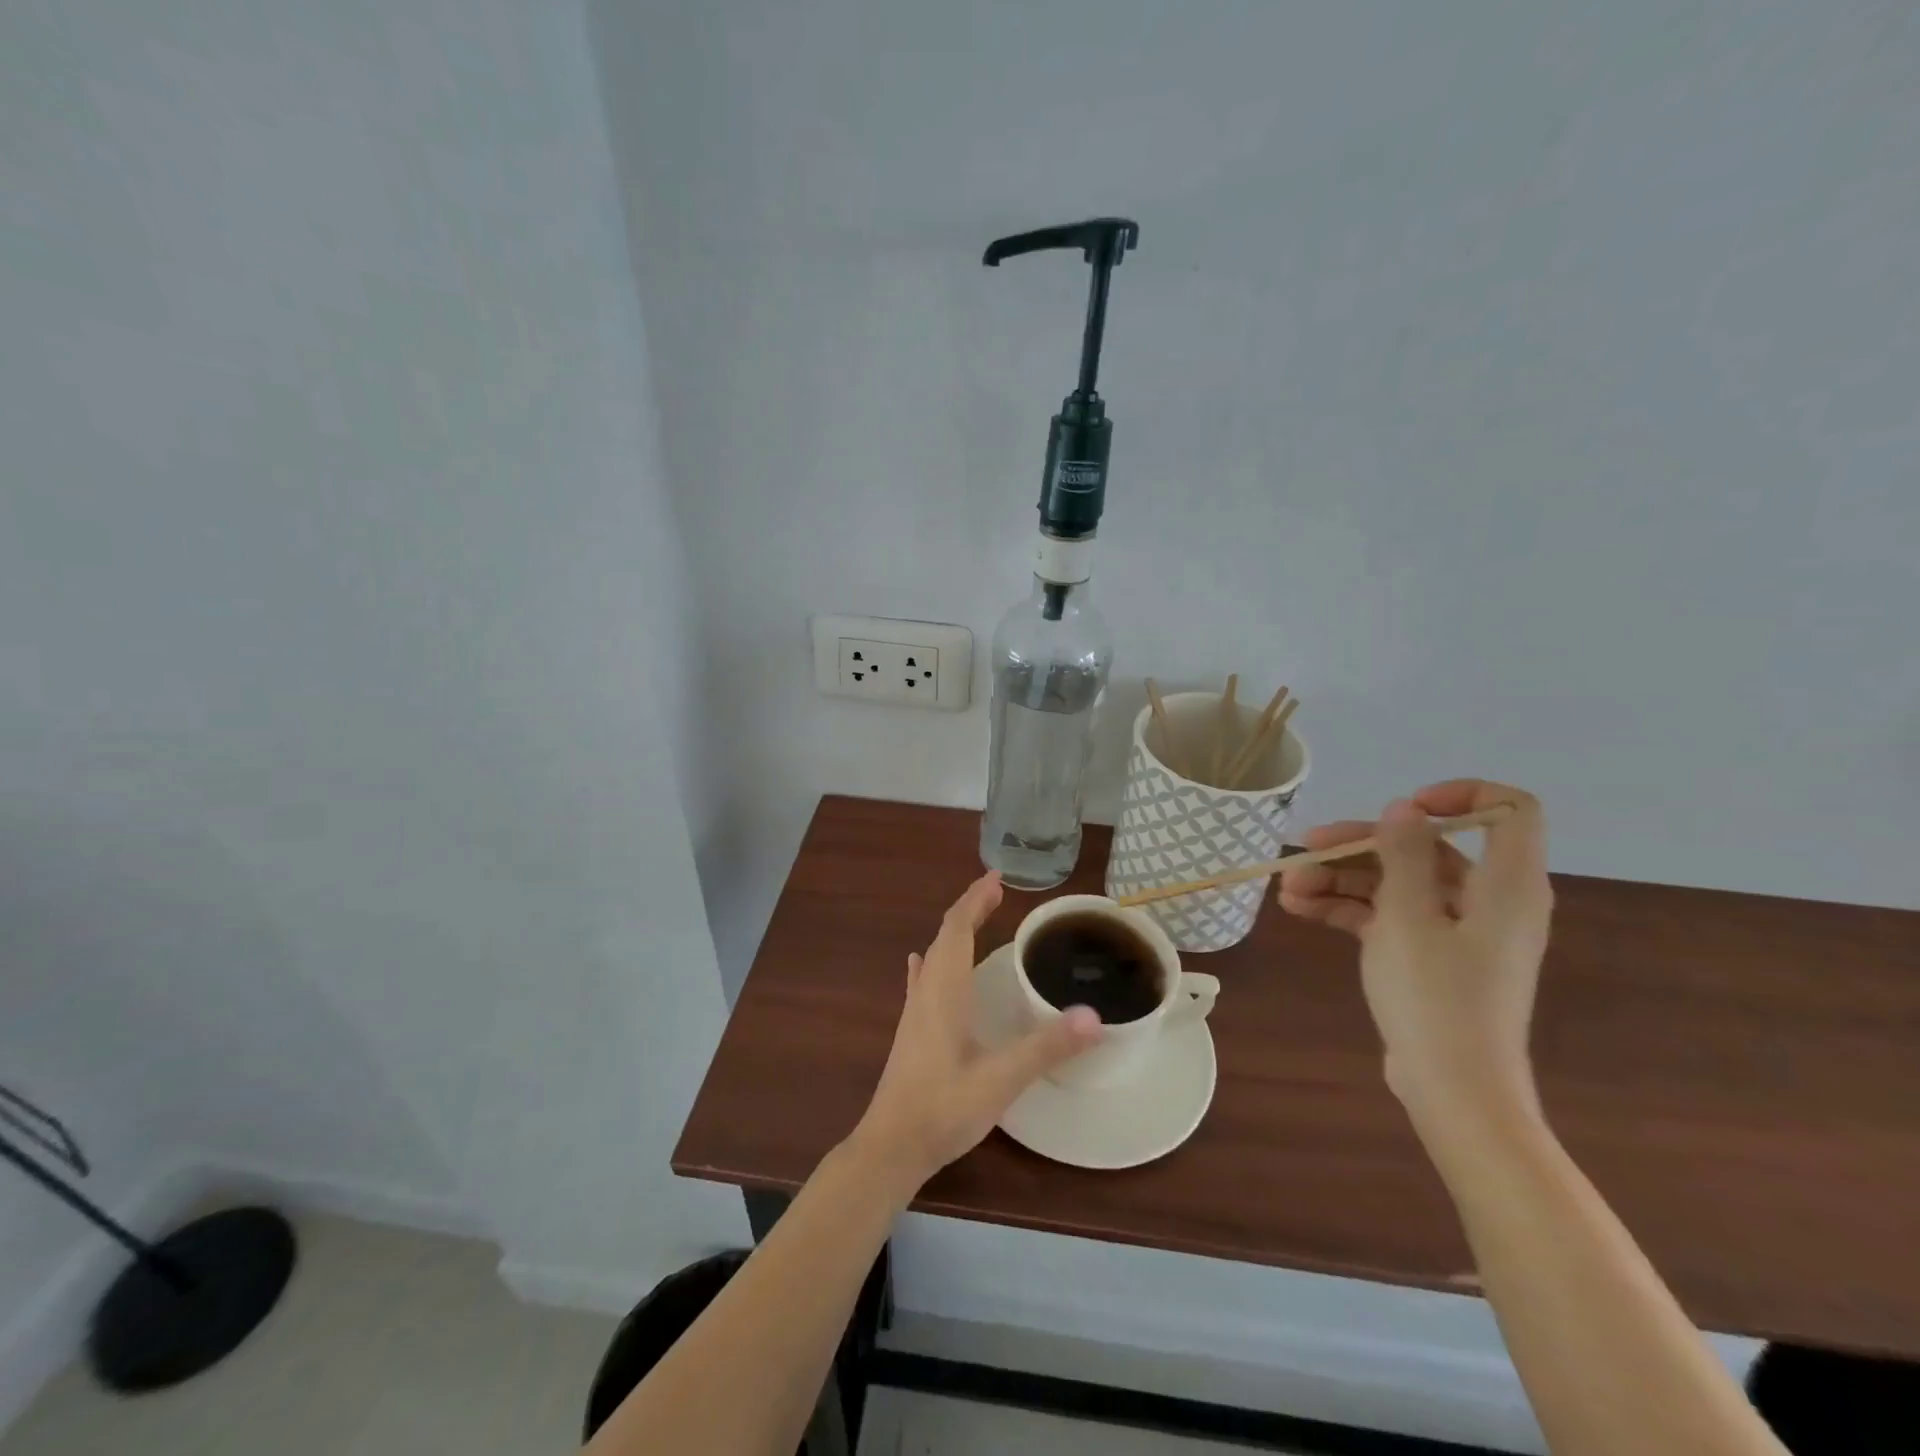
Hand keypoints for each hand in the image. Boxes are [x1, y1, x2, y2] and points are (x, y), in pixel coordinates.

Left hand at [849, 872, 1103, 1191]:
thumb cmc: (944, 1108)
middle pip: (945, 936)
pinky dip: (933, 961)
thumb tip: (1094, 1016)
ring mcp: (915, 1012)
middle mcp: (927, 992)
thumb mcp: (1001, 1079)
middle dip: (969, 909)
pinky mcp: (912, 1032)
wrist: (891, 1147)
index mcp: (945, 990)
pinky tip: (923, 964)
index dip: (975, 899)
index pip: (957, 928)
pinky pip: (923, 981)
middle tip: (996, 893)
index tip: (996, 877)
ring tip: (976, 919)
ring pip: (934, 957)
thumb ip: (1046, 1047)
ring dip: (955, 932)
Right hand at [1279, 780, 1551, 1123]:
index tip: (1403, 807)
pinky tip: (1300, 910)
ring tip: (1287, 889)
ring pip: (1398, 882)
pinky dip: (1349, 909)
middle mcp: (1487, 900)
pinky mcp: (1432, 958)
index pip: (1510, 811)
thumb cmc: (1436, 997)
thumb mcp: (1409, 917)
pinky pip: (1390, 916)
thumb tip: (1404, 809)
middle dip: (1359, 846)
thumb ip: (1405, 854)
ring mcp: (1457, 931)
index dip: (1461, 795)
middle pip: (1425, 848)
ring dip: (1341, 880)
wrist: (1453, 1091)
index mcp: (1505, 884)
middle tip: (1304, 848)